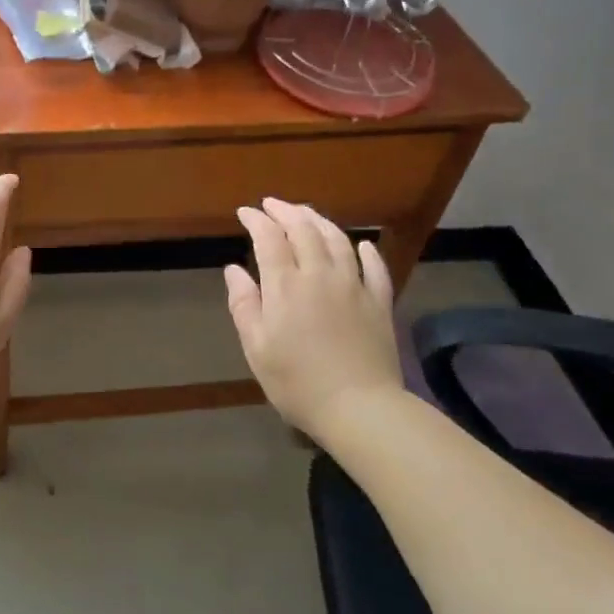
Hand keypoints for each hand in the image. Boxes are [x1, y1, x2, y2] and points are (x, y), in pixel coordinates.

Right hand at [225, 198, 403, 439]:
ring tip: (306, 213)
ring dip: (320, 221)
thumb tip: (233, 269)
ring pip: (338, 240)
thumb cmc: (297, 382)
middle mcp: (320, 274)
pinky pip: (375, 268)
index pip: (269, 238)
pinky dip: (367, 251)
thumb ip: (244, 304)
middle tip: (272, 204)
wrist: (360, 409)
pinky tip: (362, 244)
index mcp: (286, 285)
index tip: (244, 212)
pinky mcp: (379, 303)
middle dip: (285, 212)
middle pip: (304, 230)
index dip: (256, 220)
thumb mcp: (256, 347)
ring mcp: (354, 286)